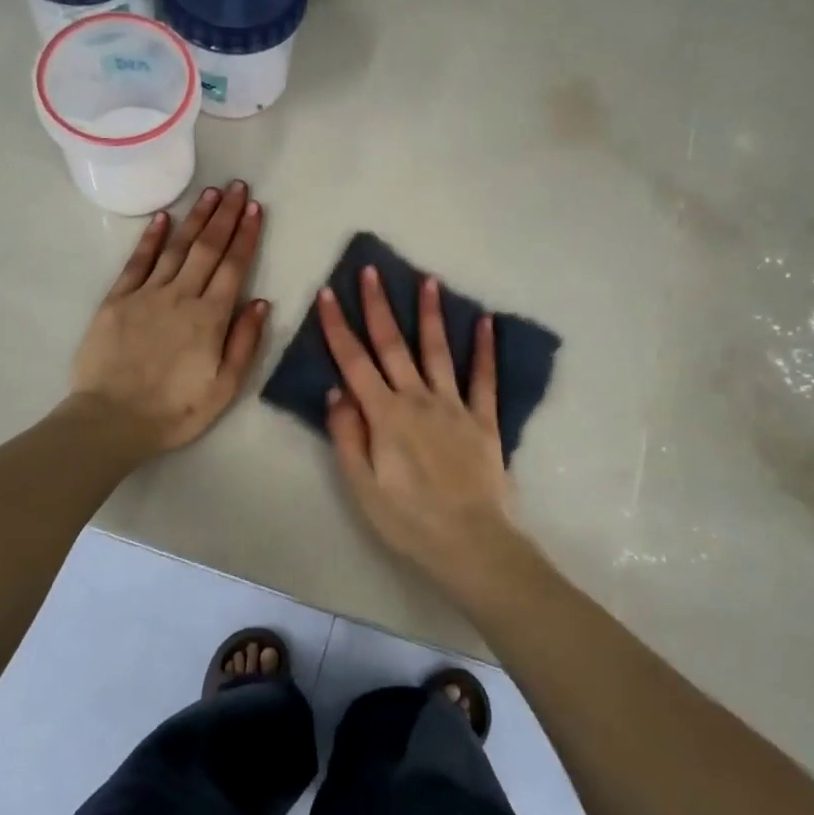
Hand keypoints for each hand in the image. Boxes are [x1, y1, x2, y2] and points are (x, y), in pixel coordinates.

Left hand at [70, 182, 268, 454]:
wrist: (112, 420)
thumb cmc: (175, 410)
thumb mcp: (224, 388)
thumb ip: (245, 342)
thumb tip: (261, 302)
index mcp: (210, 318)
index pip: (233, 267)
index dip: (246, 236)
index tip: (256, 209)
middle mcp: (181, 296)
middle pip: (207, 248)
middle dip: (225, 216)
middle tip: (238, 187)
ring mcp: (146, 295)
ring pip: (176, 247)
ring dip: (195, 218)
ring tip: (210, 193)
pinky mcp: (117, 300)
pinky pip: (137, 262)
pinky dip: (151, 238)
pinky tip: (163, 217)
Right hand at [319, 266, 527, 588]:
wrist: (473, 544)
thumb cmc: (409, 520)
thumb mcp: (362, 486)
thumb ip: (347, 435)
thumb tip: (336, 390)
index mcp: (385, 415)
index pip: (354, 362)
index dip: (337, 327)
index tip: (326, 294)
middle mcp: (418, 399)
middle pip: (394, 345)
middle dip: (378, 306)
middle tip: (371, 270)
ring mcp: (455, 406)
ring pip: (438, 351)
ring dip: (430, 314)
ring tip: (428, 279)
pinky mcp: (484, 419)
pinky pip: (485, 378)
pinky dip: (486, 349)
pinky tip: (487, 322)